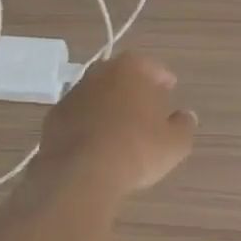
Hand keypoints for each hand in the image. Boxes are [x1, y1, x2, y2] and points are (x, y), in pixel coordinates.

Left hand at [33, 53, 197, 198]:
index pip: (152, 67)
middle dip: (133, 89)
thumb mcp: (175, 143)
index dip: (163, 80)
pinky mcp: (54, 116)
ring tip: (120, 130)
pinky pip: (79, 115)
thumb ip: (184, 125)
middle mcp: (100, 72)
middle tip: (146, 109)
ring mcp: (74, 93)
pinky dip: (88, 124)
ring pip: (98, 94)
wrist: (81, 173)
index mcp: (131, 68)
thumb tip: (186, 115)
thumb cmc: (136, 150)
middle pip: (122, 76)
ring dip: (108, 106)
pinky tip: (96, 144)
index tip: (169, 91)